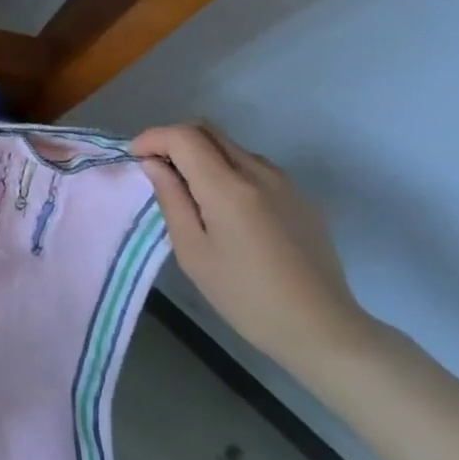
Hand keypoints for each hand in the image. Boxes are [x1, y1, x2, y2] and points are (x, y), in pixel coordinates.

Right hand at [132, 122, 376, 379]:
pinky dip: (228, 170)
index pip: (183, 136)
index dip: (153, 138)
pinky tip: (227, 209)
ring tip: (191, 193)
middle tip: (157, 169)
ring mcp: (284, 182)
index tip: (136, 156)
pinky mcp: (300, 196)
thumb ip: (171, 199)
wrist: (322, 329)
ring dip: (203, 155)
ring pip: (231, 146)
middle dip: (175, 140)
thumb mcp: (193, 252)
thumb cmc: (246, 297)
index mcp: (229, 187)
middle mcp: (259, 172)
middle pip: (208, 130)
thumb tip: (154, 164)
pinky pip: (254, 166)